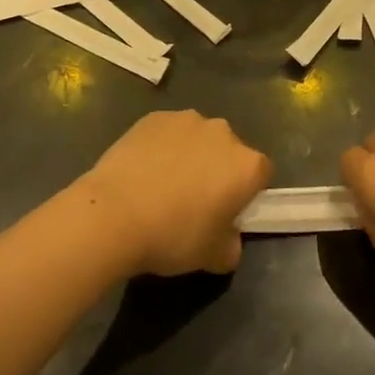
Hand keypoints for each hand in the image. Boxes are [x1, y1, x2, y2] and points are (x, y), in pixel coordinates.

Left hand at [78, 111, 271, 275]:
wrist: (113, 214)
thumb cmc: (172, 236)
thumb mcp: (214, 257)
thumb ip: (232, 244)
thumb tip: (228, 236)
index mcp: (246, 165)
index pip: (262, 173)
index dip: (247, 192)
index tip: (228, 211)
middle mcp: (223, 132)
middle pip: (229, 150)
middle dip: (218, 169)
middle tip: (194, 200)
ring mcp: (186, 119)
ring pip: (198, 138)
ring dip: (190, 155)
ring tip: (162, 185)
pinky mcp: (154, 117)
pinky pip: (167, 133)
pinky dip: (161, 147)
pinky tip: (142, 171)